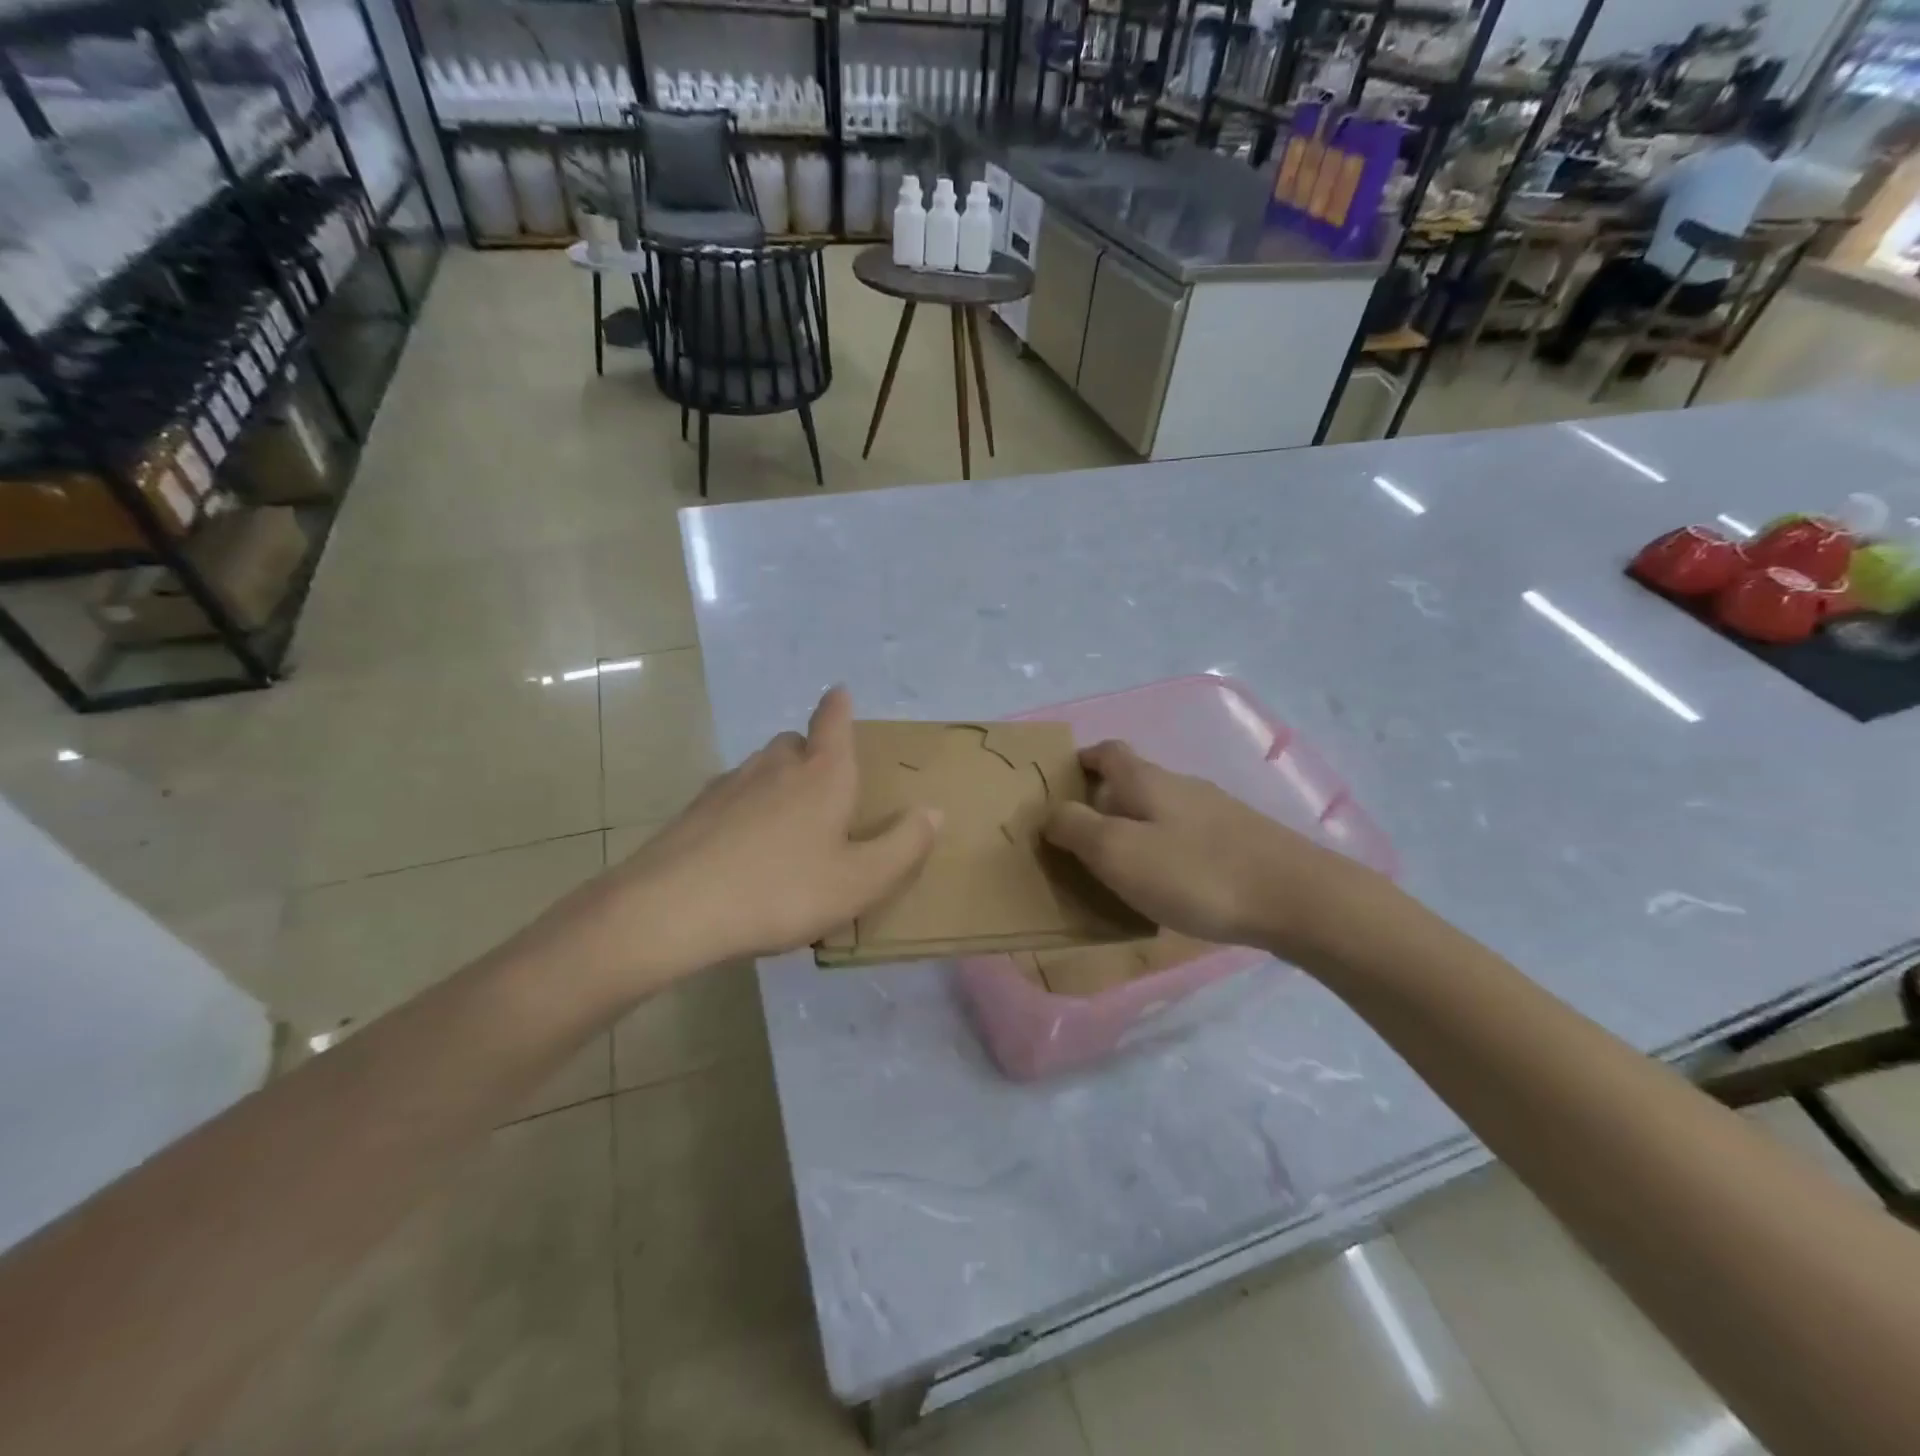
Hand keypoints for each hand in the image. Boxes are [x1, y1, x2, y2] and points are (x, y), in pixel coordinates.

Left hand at [572, 687, 939, 986]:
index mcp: (822, 775)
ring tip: (788, 824)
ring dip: (778, 782)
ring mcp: (729, 785)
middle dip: (812, 752)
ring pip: (761, 769)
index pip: (833, 721)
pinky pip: (731, 798)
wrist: (673, 910)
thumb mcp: (860, 881)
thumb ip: (904, 846)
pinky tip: (745, 848)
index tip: (839, 692)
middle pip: (795, 743)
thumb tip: (932, 811)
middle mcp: (775, 766)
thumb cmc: (781, 890)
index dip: (839, 705)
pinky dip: (746, 810)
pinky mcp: (695, 812)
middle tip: (825, 785)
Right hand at [1042, 740, 1383, 963]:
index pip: (1108, 751)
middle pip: (1134, 781)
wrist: (1297, 898)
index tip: (1061, 785)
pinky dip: (1166, 850)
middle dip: (1104, 803)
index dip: (1082, 760)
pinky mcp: (1241, 841)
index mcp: (1146, 780)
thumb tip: (1050, 811)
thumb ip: (1075, 828)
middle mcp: (1181, 785)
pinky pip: (1187, 837)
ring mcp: (1216, 812)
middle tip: (1082, 842)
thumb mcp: (1118, 852)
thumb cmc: (1195, 873)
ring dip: (1136, 829)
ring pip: (1162, 810)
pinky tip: (1170, 885)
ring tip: (1121, 869)